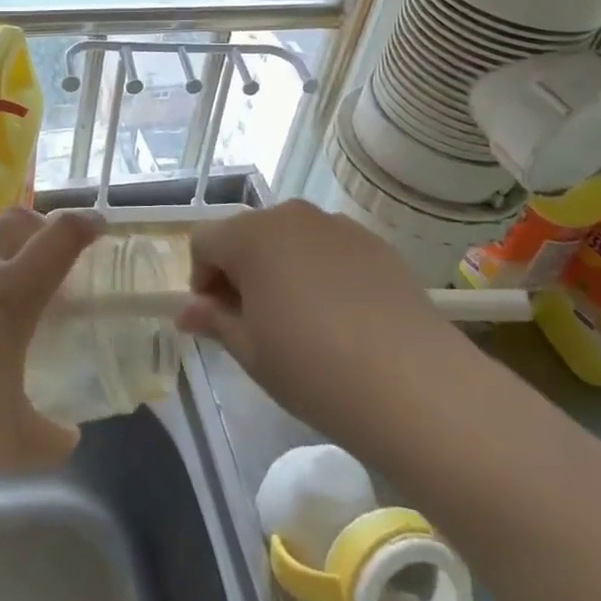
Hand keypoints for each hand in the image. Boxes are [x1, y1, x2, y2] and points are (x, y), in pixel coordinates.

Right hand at [177, 200, 471, 460]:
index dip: (202, 279)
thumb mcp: (251, 351)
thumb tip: (186, 311)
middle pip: (247, 234)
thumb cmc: (312, 368)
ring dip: (281, 268)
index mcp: (250, 236)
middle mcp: (290, 216)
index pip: (204, 241)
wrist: (414, 385)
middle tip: (254, 322)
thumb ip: (214, 321)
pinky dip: (321, 271)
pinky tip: (341, 317)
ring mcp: (337, 225)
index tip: (217, 319)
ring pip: (291, 239)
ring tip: (300, 320)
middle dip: (240, 271)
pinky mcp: (375, 243)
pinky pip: (330, 249)